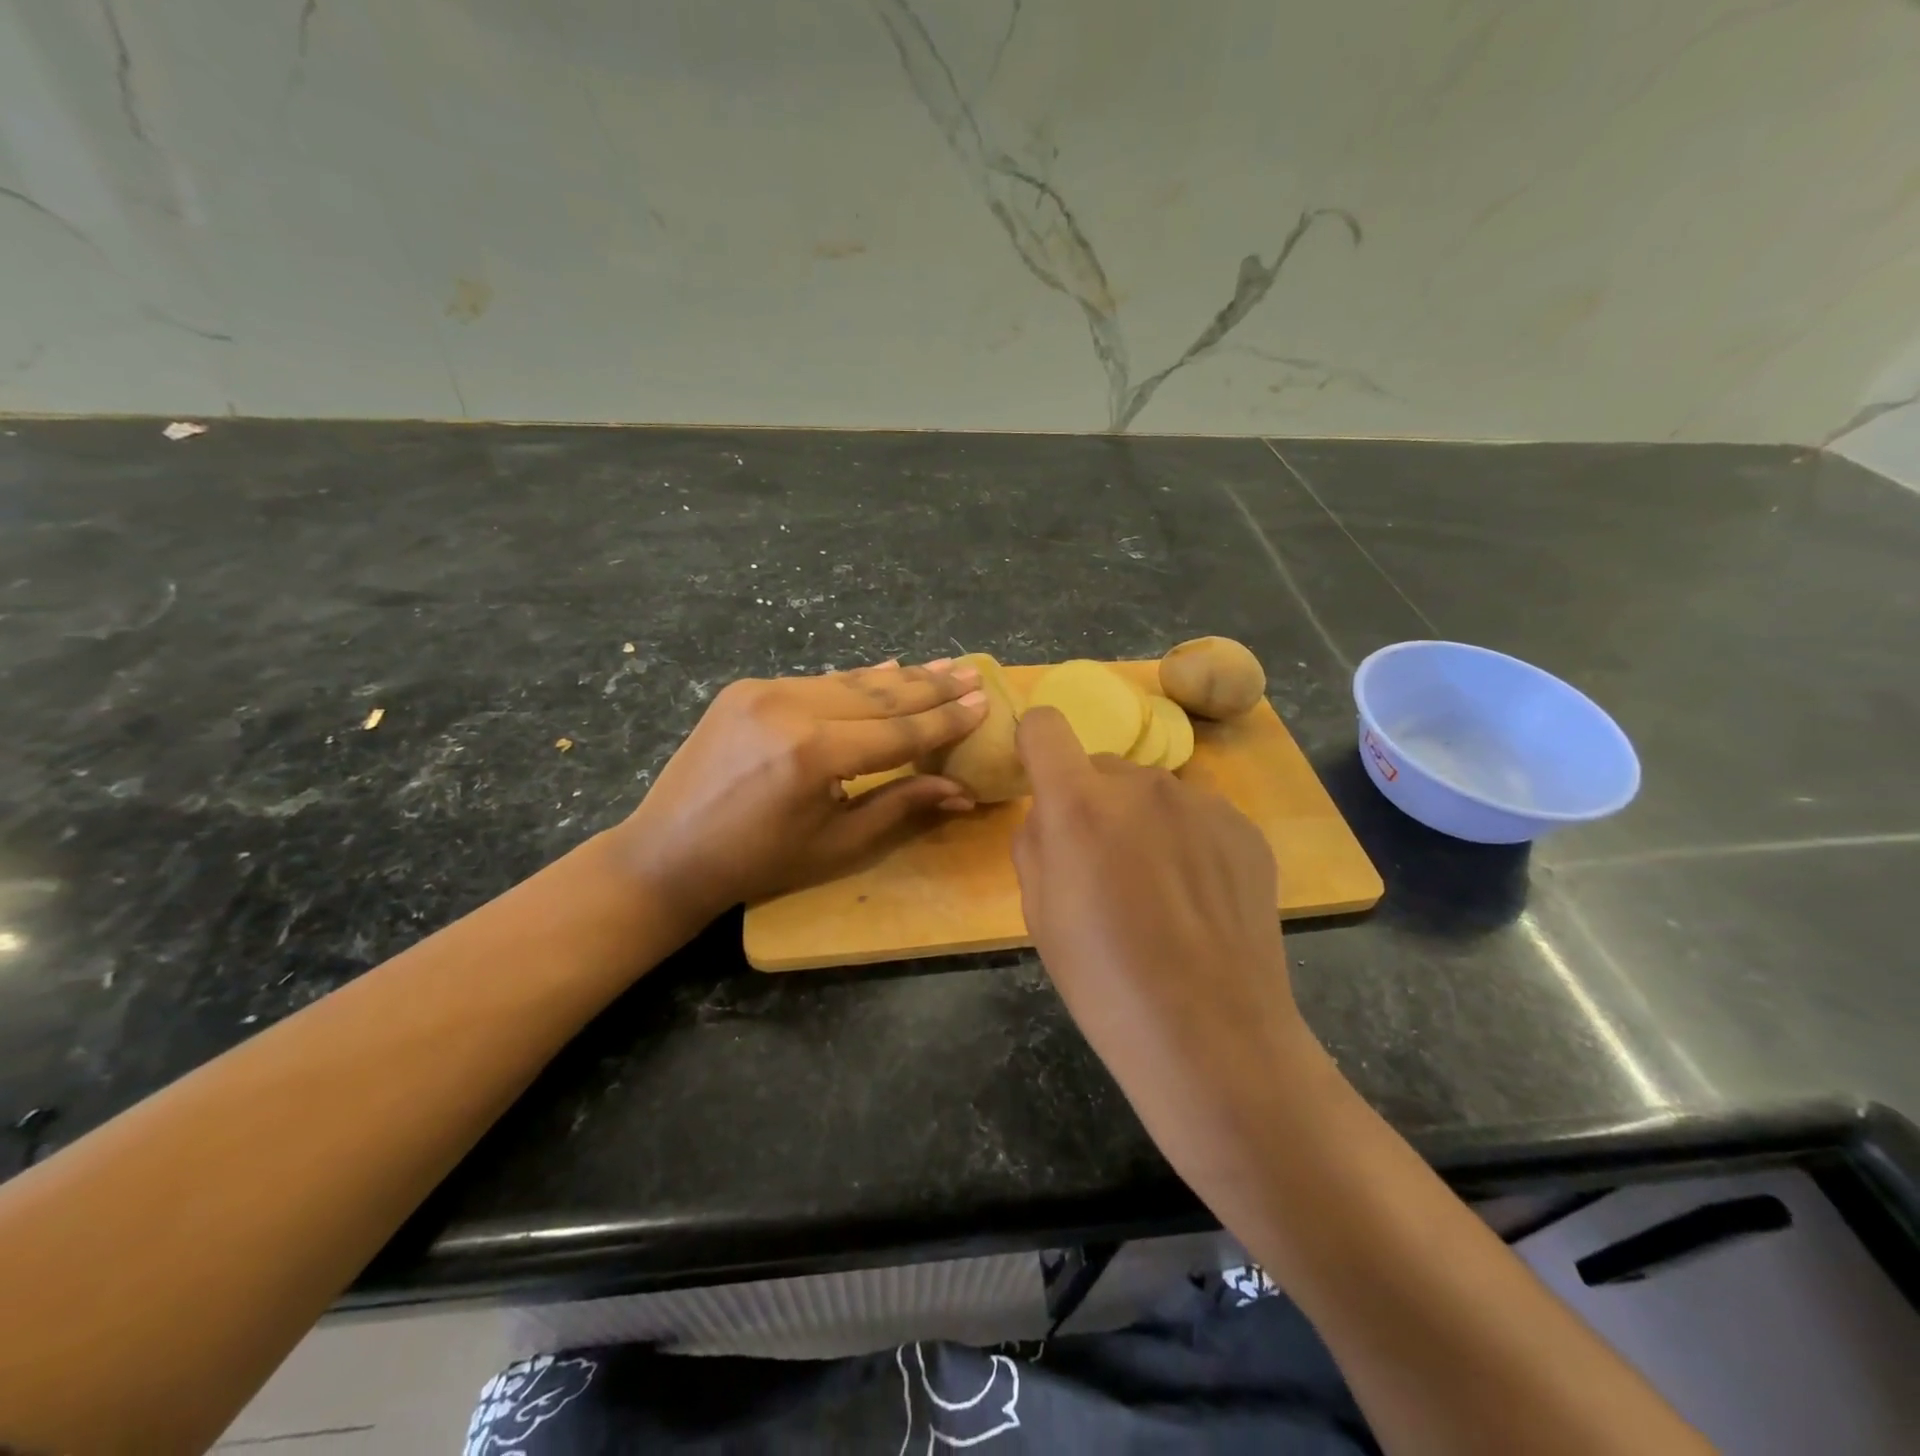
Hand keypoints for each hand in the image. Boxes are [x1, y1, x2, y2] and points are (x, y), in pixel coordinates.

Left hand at [612, 660, 986, 925]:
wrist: (667, 852)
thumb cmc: (759, 862)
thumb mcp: (837, 843)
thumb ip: (901, 804)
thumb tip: (961, 790)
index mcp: (814, 754)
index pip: (899, 731)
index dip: (946, 719)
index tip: (984, 701)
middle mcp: (791, 708)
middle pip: (879, 695)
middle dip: (931, 687)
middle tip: (971, 673)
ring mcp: (764, 691)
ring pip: (848, 681)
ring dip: (898, 678)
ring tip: (941, 667)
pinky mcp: (745, 688)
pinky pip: (815, 681)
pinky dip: (854, 681)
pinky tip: (886, 670)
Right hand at [1011, 707, 1318, 1193]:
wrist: (1212, 1035)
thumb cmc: (1104, 982)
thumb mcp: (1037, 913)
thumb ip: (1036, 840)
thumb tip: (1053, 812)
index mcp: (1080, 804)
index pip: (1045, 725)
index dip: (1036, 747)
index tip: (1042, 782)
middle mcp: (1142, 784)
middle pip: (1101, 767)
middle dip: (1093, 802)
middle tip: (1106, 868)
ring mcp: (1201, 801)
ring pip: (1151, 793)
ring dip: (1143, 821)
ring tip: (1160, 891)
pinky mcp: (1243, 826)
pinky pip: (1196, 814)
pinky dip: (1187, 840)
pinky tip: (1199, 898)